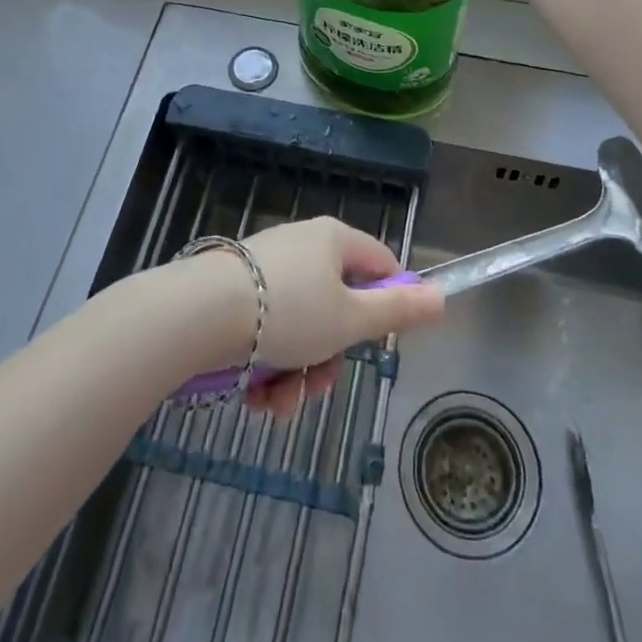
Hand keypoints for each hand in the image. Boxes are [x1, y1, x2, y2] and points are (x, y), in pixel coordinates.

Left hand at [189, 217, 443, 415]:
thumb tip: (442, 297)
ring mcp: (267, 270)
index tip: (379, 340)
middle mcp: (303, 247)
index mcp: (334, 240)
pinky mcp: (237, 295)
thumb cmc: (286, 312)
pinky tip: (257, 397)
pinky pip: (269, 332)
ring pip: (302, 329)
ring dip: (298, 374)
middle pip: (338, 305)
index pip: (381, 264)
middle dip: (331, 356)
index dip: (388, 303)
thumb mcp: (351, 319)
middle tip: (319, 384)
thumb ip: (398, 310)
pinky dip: (267, 368)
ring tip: (280, 402)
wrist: (198, 316)